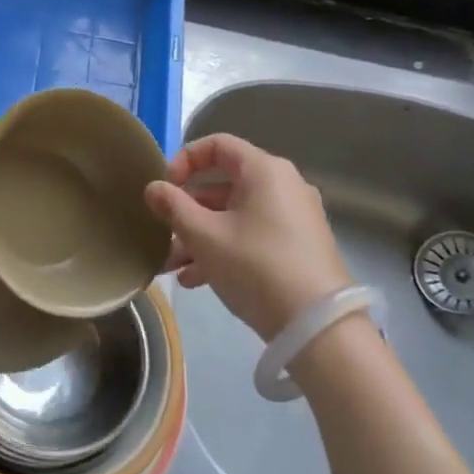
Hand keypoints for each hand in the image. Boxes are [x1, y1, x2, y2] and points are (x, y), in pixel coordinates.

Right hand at [144, 134, 350, 340]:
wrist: (319, 328)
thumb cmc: (256, 267)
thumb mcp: (205, 237)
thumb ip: (174, 207)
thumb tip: (153, 188)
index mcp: (264, 170)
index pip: (217, 145)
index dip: (185, 160)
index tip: (165, 188)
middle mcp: (283, 185)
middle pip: (224, 185)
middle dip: (187, 210)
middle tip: (162, 233)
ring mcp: (294, 217)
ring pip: (235, 215)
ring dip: (200, 235)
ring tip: (172, 266)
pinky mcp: (299, 247)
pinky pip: (253, 234)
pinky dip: (225, 248)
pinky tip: (197, 280)